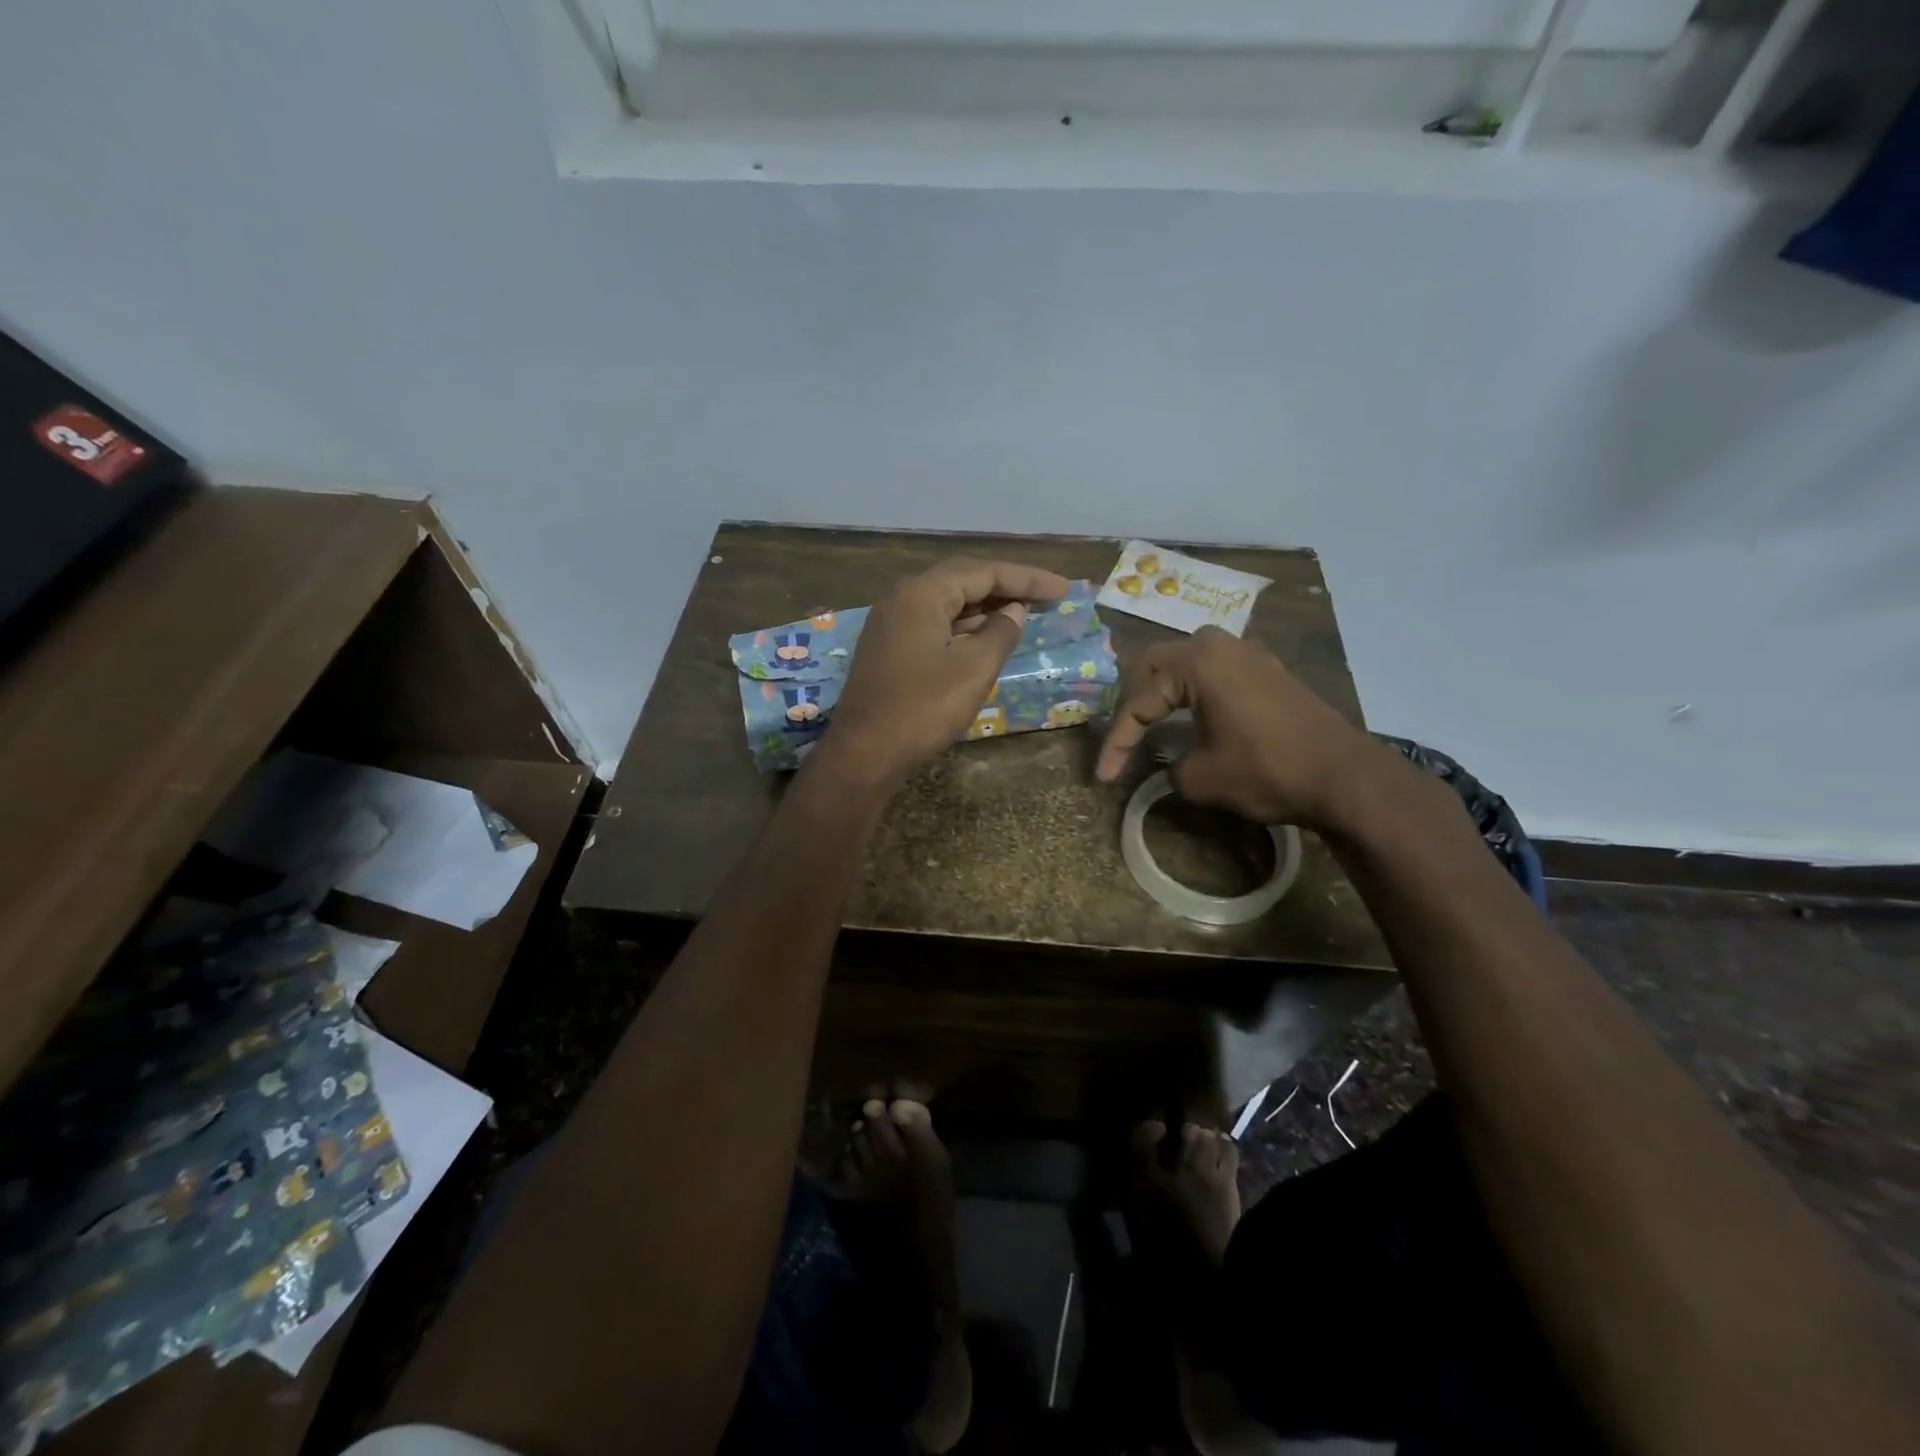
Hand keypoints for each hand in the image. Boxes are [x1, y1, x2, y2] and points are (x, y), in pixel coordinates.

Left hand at [822, 558, 1070, 786]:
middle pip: (963, 581)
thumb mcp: (973, 669)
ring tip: (1025, 614)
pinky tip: (987, 639)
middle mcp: (903, 599)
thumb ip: (1001, 633)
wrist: (864, 754)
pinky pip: (935, 625)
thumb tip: (1015, 611)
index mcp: (922, 593)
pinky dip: (965, 628)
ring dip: (986, 608)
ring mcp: (892, 624)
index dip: (1027, 578)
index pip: (983, 571)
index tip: (1063, 589)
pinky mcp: (890, 650)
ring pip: (948, 604)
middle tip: (1047, 596)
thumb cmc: (922, 708)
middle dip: (1007, 587)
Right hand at [1095, 626, 1383, 829]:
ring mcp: (1250, 654)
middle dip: (1135, 701)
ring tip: (1153, 720)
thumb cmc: (1267, 770)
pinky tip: (1195, 714)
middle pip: (1157, 664)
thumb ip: (1170, 766)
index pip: (1140, 700)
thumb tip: (1172, 762)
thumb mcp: (1201, 778)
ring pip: (1188, 661)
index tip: (1104, 776)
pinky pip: (1218, 670)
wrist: (1346, 777)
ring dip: (1166, 689)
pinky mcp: (1270, 671)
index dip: (1117, 741)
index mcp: (1197, 662)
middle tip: (1125, 735)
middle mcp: (1221, 645)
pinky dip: (1196, 690)